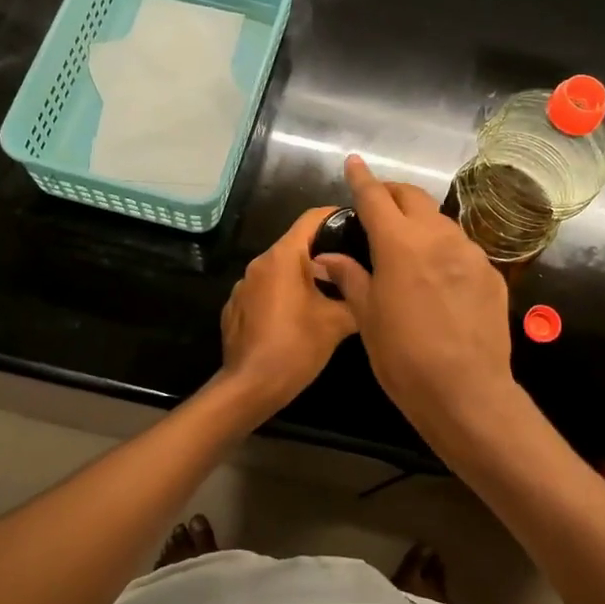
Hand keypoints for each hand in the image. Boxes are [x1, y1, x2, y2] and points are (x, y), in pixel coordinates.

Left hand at [216, 206, 357, 420]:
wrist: (249, 387)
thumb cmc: (296, 347)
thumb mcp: (337, 323)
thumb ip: (356, 297)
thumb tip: (368, 289)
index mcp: (283, 257)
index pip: (312, 218)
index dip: (337, 216)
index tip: (359, 224)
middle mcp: (259, 263)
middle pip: (296, 244)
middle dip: (325, 252)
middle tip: (354, 265)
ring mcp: (243, 286)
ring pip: (281, 269)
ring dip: (304, 277)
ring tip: (331, 294)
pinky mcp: (236, 308)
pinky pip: (266, 290)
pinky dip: (284, 295)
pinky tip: (299, 318)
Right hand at [310, 156, 515, 438]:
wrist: (467, 391)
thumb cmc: (404, 357)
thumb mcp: (368, 317)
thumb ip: (350, 277)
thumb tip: (325, 257)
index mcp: (399, 244)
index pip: (376, 197)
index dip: (362, 178)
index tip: (355, 162)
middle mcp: (437, 237)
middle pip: (413, 198)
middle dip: (393, 193)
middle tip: (379, 204)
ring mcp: (469, 252)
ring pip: (440, 221)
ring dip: (420, 222)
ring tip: (408, 244)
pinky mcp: (491, 273)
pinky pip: (462, 249)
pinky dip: (444, 250)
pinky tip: (438, 277)